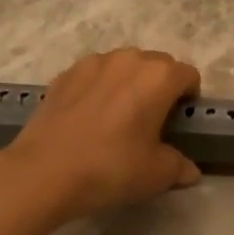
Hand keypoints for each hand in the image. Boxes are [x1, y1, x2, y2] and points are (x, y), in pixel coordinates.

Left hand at [0, 48, 201, 223]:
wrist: (43, 172)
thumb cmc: (111, 168)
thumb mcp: (156, 174)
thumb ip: (180, 167)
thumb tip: (190, 171)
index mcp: (159, 77)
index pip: (188, 75)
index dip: (189, 97)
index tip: (179, 121)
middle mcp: (129, 59)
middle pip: (157, 64)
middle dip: (160, 86)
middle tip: (151, 120)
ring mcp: (93, 63)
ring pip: (123, 65)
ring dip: (129, 82)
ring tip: (118, 115)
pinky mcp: (64, 74)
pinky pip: (94, 74)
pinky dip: (98, 88)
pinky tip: (89, 117)